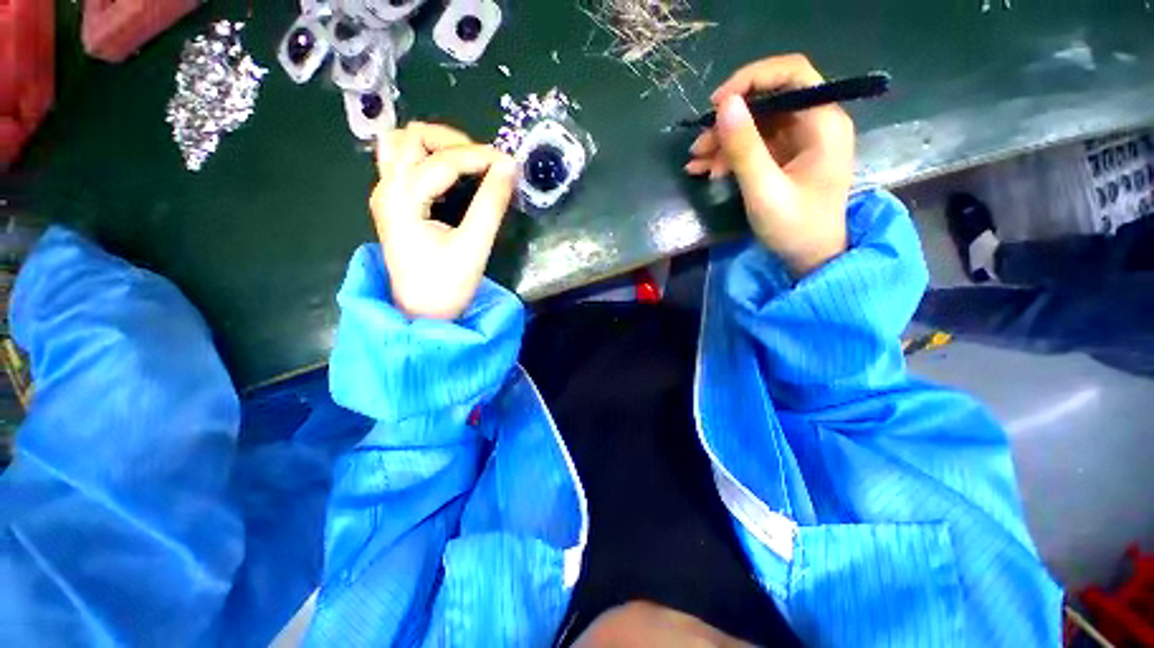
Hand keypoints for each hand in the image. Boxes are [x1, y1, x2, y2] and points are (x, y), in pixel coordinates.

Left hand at [370, 122, 517, 319]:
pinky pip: (404, 163)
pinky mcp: (393, 203)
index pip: (442, 161)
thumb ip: (491, 204)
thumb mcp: (474, 246)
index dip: (479, 156)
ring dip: (435, 145)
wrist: (421, 312)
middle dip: (452, 141)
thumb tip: (509, 168)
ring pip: (401, 145)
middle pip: (410, 137)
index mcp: (402, 200)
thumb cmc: (447, 284)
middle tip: (484, 162)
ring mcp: (385, 195)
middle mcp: (386, 189)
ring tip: (467, 163)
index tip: (509, 163)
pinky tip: (451, 176)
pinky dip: (429, 158)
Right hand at [685, 54, 855, 276]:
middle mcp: (815, 123)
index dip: (751, 79)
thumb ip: (744, 148)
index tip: (716, 104)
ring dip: (723, 142)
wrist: (810, 259)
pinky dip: (730, 156)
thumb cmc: (795, 227)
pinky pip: (755, 146)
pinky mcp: (786, 158)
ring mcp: (800, 141)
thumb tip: (723, 104)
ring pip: (757, 125)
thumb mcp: (765, 189)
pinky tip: (707, 171)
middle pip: (768, 102)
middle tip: (697, 144)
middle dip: (729, 122)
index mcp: (823, 122)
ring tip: (694, 164)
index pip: (791, 74)